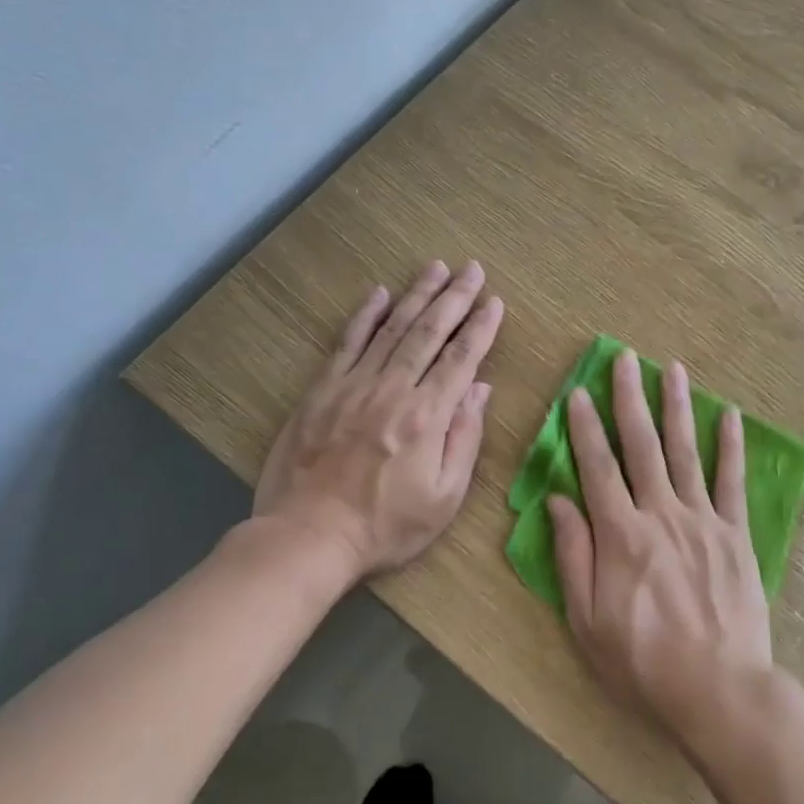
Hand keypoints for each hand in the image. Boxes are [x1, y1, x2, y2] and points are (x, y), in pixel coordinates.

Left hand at [251, 260, 502, 578]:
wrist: (308, 536)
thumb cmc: (385, 526)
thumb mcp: (445, 497)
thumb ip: (465, 438)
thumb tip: (480, 390)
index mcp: (427, 416)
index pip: (462, 359)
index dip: (481, 328)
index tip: (495, 302)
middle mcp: (393, 390)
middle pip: (430, 332)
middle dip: (455, 297)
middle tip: (472, 268)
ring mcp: (354, 385)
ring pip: (392, 328)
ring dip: (417, 295)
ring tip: (436, 268)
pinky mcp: (323, 390)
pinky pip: (348, 342)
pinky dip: (365, 315)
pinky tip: (380, 293)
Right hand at [548, 350, 772, 741]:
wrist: (719, 690)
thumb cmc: (643, 661)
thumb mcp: (587, 620)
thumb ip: (573, 555)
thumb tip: (558, 500)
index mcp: (620, 534)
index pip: (597, 467)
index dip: (585, 427)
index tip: (578, 392)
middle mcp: (660, 513)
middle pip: (642, 445)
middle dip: (630, 398)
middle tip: (626, 358)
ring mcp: (702, 519)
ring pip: (686, 451)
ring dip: (677, 407)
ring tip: (672, 368)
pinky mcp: (735, 534)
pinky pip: (732, 482)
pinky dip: (731, 446)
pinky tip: (730, 415)